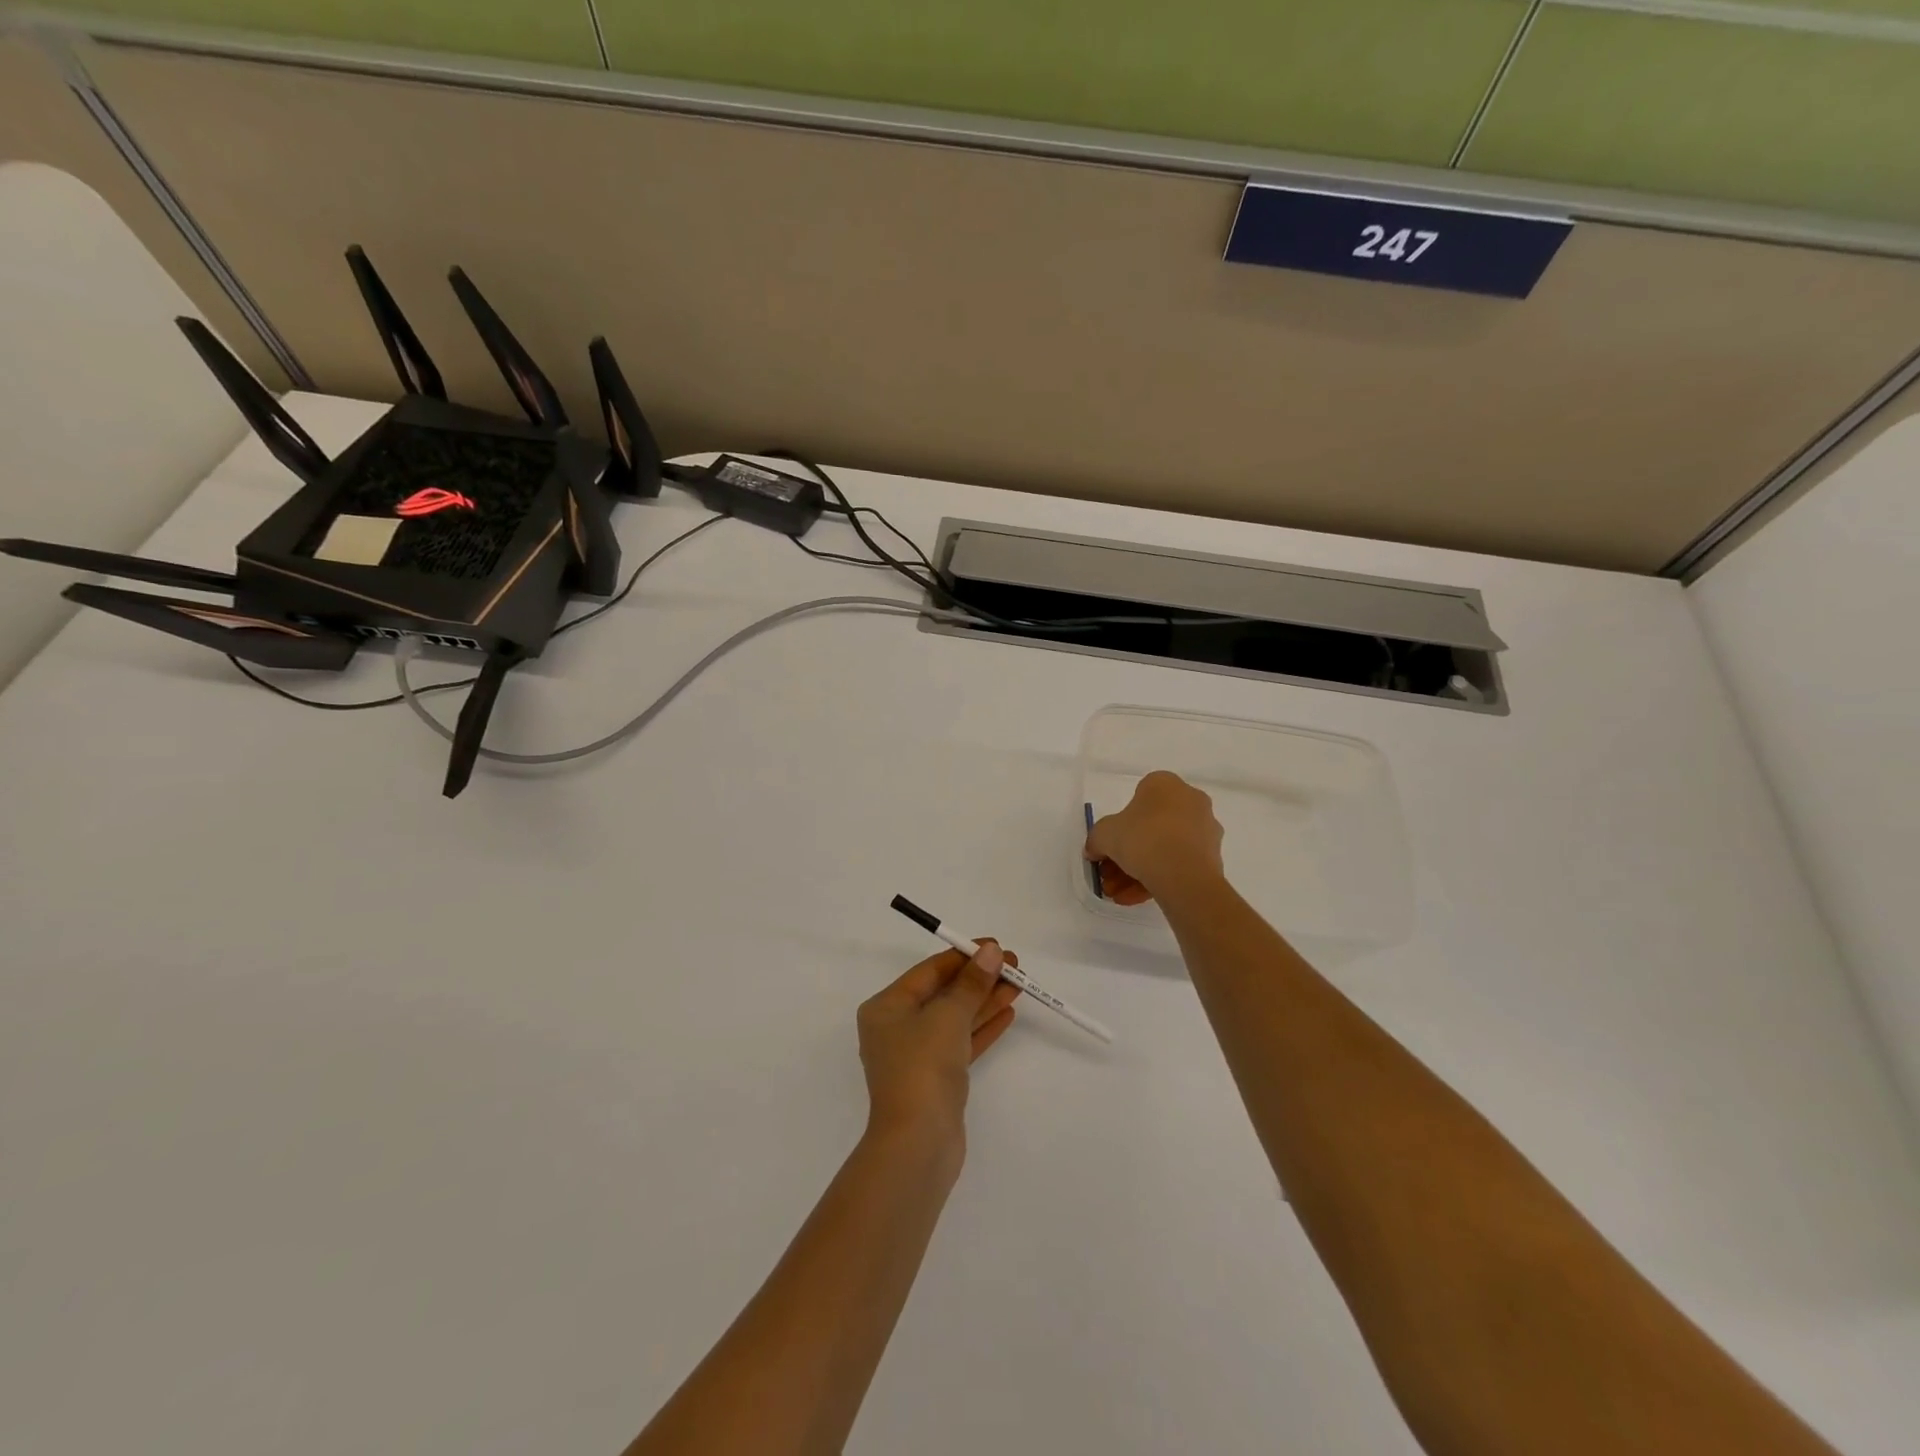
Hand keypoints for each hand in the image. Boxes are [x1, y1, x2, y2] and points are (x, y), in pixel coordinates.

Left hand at [857, 941, 1020, 1149]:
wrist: (918, 1144)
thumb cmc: (923, 1067)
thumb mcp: (949, 1016)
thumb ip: (972, 983)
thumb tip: (991, 951)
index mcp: (886, 1007)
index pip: (929, 971)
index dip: (964, 956)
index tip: (996, 946)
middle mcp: (897, 1027)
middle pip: (943, 993)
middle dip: (978, 979)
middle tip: (1014, 967)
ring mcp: (916, 1055)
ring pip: (955, 1018)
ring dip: (985, 1000)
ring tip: (1018, 986)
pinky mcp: (936, 1079)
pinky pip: (961, 1042)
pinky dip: (982, 1027)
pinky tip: (1007, 1013)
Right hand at [1084, 770, 1225, 905]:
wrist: (1183, 874)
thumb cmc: (1142, 838)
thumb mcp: (1104, 834)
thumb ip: (1096, 839)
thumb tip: (1094, 851)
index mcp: (1165, 784)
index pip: (1136, 800)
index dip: (1118, 825)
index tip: (1108, 848)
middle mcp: (1190, 800)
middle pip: (1150, 828)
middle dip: (1127, 855)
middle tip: (1110, 876)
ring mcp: (1205, 829)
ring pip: (1164, 849)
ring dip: (1138, 871)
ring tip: (1119, 894)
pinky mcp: (1213, 857)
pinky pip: (1178, 865)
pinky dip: (1158, 879)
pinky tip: (1136, 899)